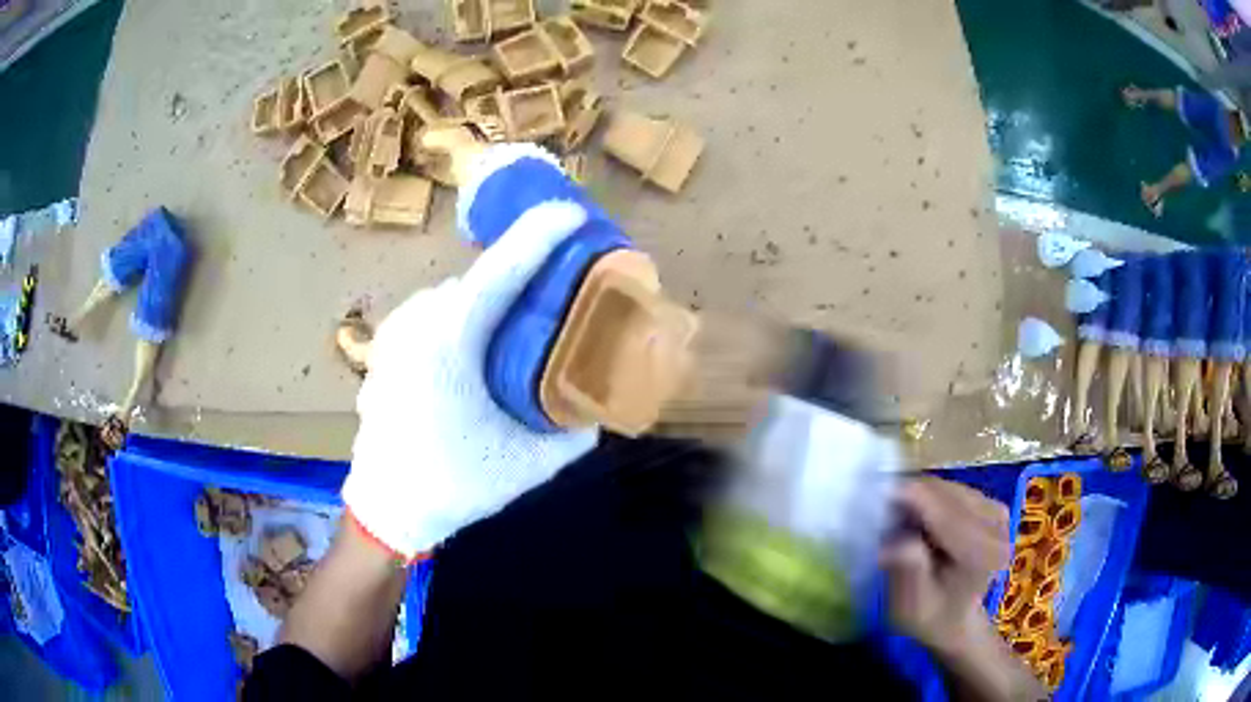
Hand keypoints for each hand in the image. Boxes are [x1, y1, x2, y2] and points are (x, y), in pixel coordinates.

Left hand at [343, 152, 598, 561]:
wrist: (386, 509)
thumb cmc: (454, 485)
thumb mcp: (527, 463)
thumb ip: (574, 432)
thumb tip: (601, 404)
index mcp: (448, 342)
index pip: (500, 270)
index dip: (539, 235)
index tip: (572, 212)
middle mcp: (416, 324)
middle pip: (479, 280)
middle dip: (522, 272)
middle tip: (561, 282)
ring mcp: (395, 334)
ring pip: (455, 297)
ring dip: (491, 298)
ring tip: (524, 319)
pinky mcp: (387, 349)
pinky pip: (434, 316)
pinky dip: (464, 317)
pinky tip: (479, 349)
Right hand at [882, 477, 1009, 655]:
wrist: (955, 620)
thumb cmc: (929, 617)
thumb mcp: (911, 606)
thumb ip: (909, 573)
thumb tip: (898, 542)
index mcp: (982, 556)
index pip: (946, 515)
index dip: (913, 498)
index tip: (879, 490)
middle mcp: (997, 529)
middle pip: (949, 496)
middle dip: (914, 497)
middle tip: (882, 512)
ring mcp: (998, 513)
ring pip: (950, 488)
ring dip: (921, 497)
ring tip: (899, 519)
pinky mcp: (993, 506)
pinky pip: (955, 490)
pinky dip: (932, 498)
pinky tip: (921, 518)